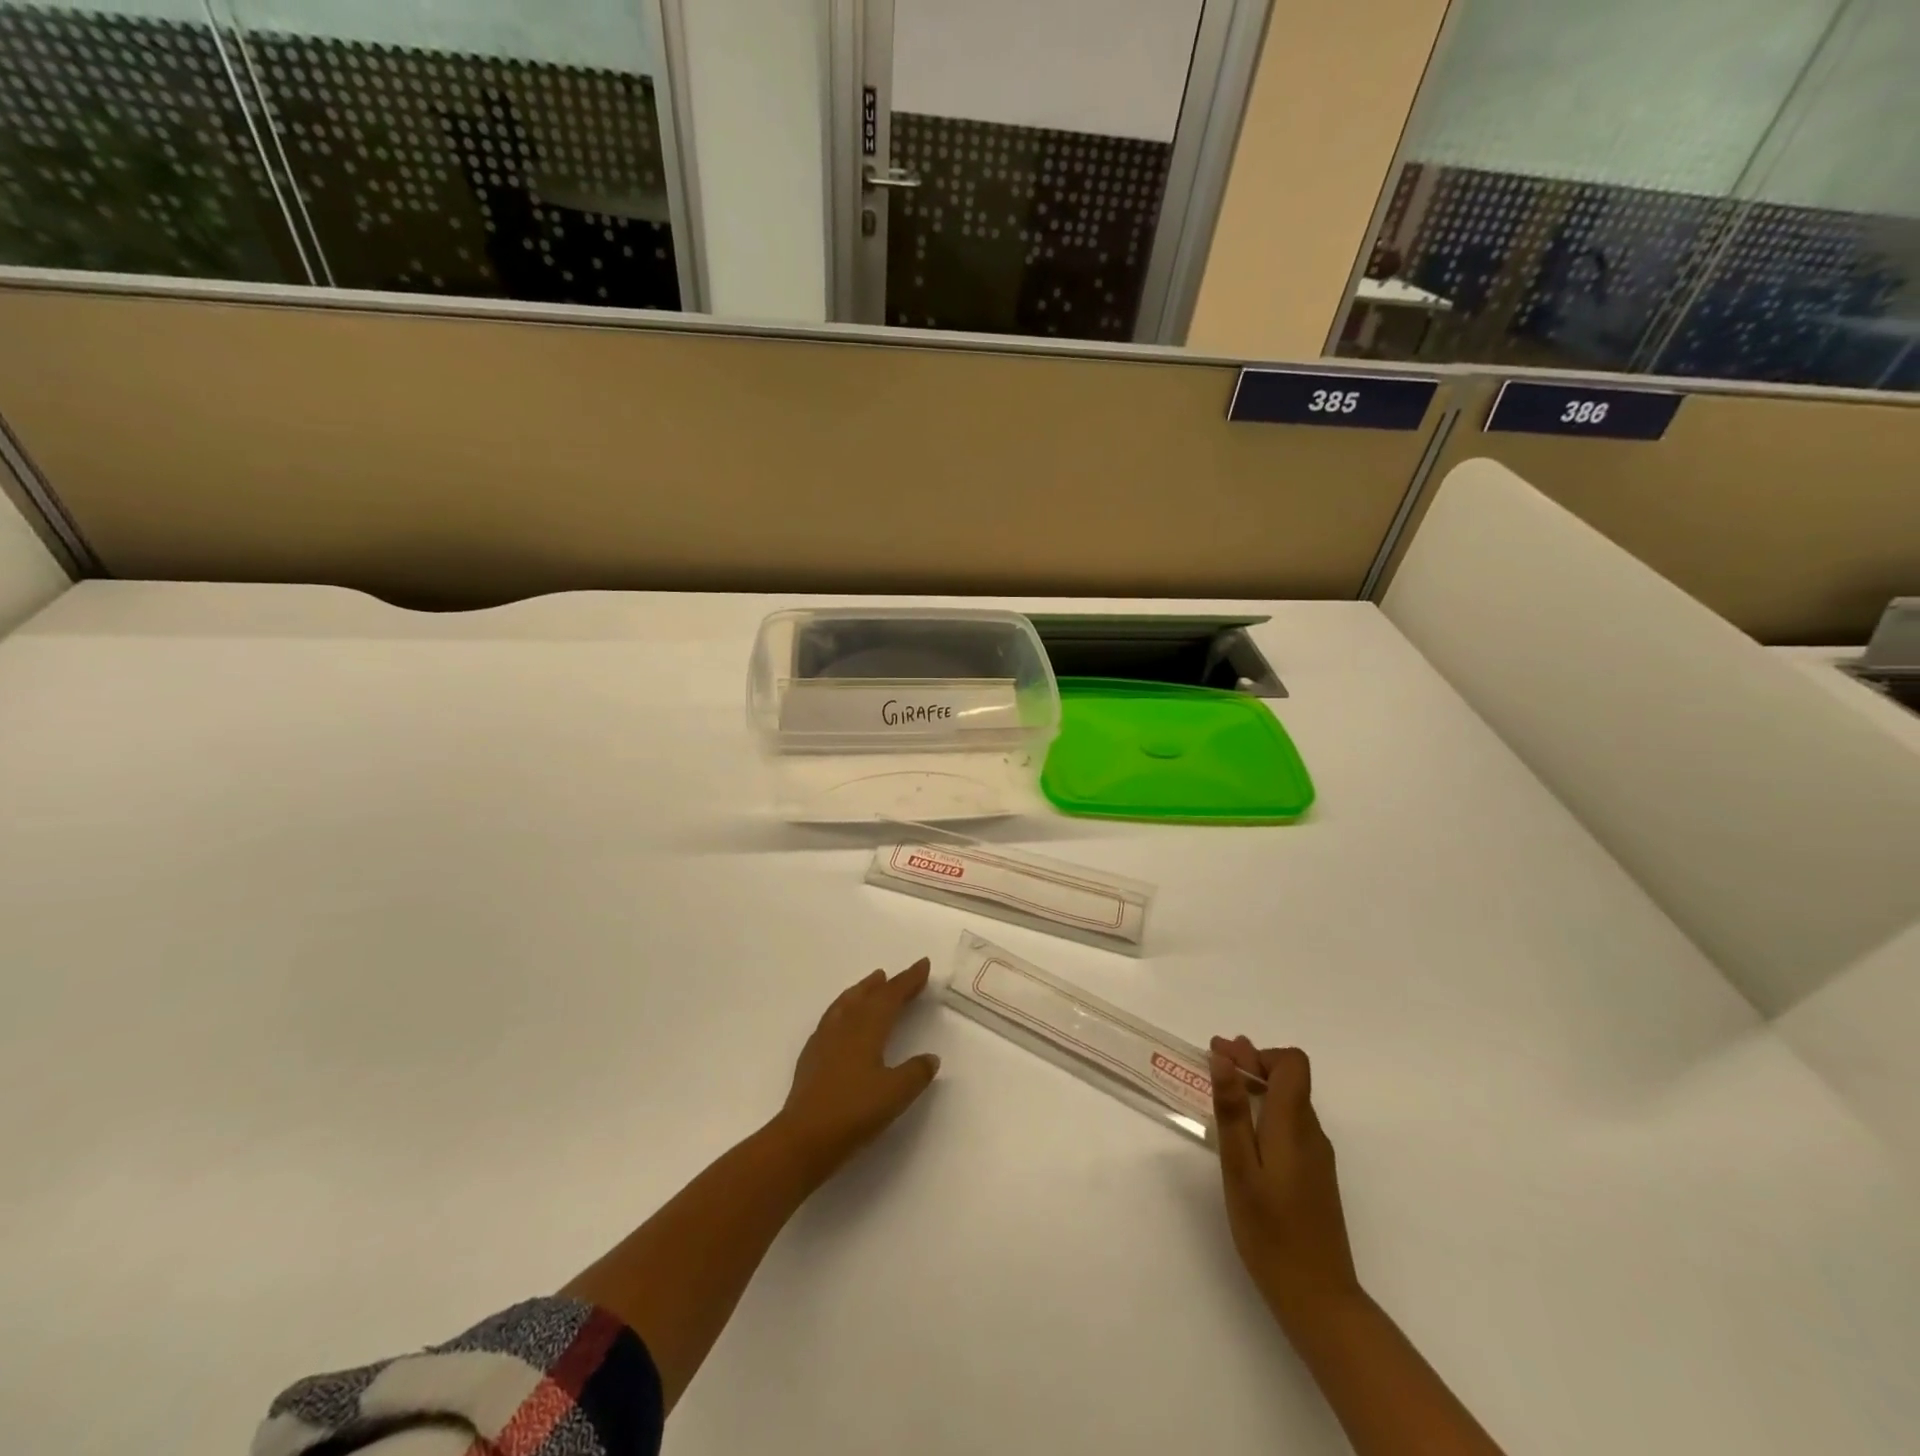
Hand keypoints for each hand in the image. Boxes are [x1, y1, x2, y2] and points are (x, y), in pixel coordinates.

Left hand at [775, 959, 941, 1184]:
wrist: (803, 1139)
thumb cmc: (854, 1112)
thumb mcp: (896, 1094)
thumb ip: (916, 1073)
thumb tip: (930, 1057)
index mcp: (867, 1029)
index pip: (891, 996)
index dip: (908, 980)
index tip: (922, 965)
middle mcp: (844, 1027)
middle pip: (867, 996)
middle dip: (886, 984)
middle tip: (897, 975)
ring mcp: (823, 1041)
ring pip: (845, 1004)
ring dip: (861, 991)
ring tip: (870, 985)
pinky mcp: (810, 1058)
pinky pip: (830, 1020)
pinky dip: (842, 1010)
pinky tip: (841, 1022)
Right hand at [1209, 1036, 1360, 1326]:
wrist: (1319, 1299)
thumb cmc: (1271, 1232)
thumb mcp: (1240, 1169)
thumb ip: (1233, 1111)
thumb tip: (1224, 1058)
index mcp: (1293, 1126)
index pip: (1292, 1064)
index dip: (1259, 1054)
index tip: (1223, 1058)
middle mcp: (1311, 1133)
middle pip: (1290, 1080)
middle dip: (1251, 1064)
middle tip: (1212, 1062)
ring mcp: (1316, 1157)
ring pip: (1289, 1102)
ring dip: (1257, 1087)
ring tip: (1222, 1091)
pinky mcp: (1315, 1177)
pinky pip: (1290, 1126)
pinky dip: (1265, 1113)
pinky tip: (1243, 1133)